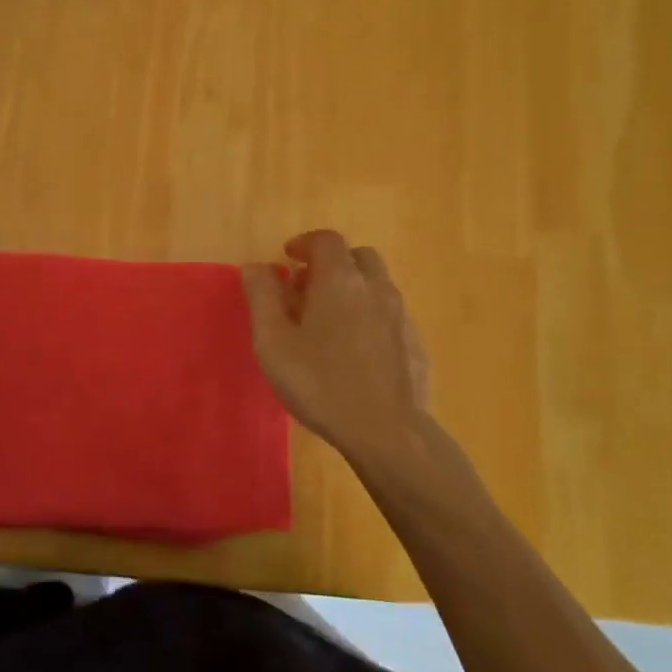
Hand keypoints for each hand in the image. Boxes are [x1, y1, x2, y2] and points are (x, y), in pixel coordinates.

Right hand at [243, 230, 431, 471]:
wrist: (387, 432)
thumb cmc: (320, 383)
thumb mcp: (273, 342)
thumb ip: (262, 297)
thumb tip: (256, 266)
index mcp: (340, 280)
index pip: (326, 240)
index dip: (304, 243)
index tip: (287, 259)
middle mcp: (376, 288)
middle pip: (357, 256)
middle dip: (332, 263)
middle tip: (307, 288)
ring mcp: (401, 316)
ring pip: (377, 285)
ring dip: (353, 289)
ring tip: (329, 320)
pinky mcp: (415, 344)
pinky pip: (390, 314)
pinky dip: (370, 316)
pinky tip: (356, 350)